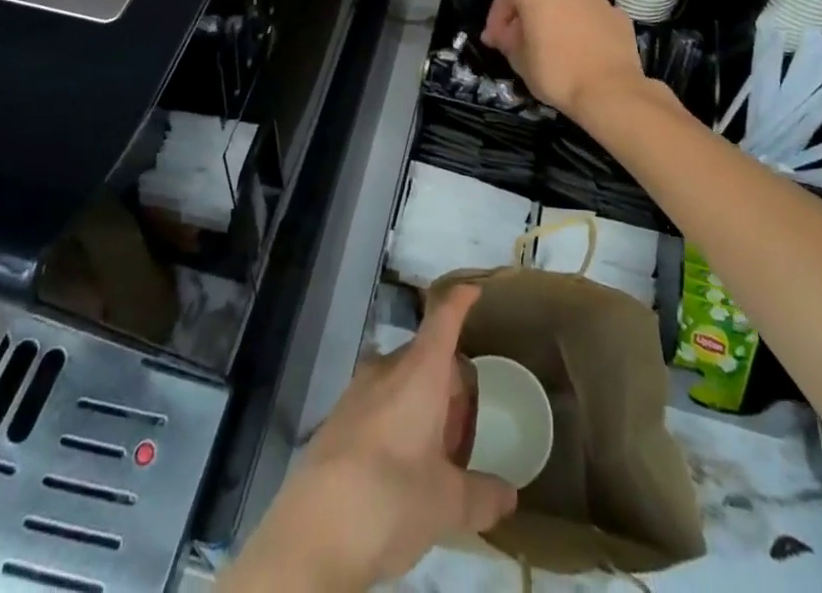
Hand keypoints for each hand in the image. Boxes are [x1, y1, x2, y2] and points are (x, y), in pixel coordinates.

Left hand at [222, 284, 515, 590]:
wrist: (311, 531)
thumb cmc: (390, 497)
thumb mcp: (446, 503)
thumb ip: (481, 495)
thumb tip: (509, 495)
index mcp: (420, 372)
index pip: (443, 320)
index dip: (459, 301)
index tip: (474, 290)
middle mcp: (388, 369)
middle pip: (427, 356)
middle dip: (451, 384)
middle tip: (467, 433)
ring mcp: (358, 391)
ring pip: (402, 381)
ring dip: (424, 405)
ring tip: (438, 457)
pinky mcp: (337, 418)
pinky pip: (379, 403)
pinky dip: (399, 420)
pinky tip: (403, 469)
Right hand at [482, 0, 647, 122]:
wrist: (610, 91)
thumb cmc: (555, 71)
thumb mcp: (518, 58)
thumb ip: (506, 38)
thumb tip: (504, 33)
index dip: (496, 18)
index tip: (495, 41)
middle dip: (526, 13)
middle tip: (520, 39)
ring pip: (566, 0)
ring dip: (555, 16)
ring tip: (552, 45)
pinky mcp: (617, 13)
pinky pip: (589, 15)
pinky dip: (580, 26)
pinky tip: (579, 50)